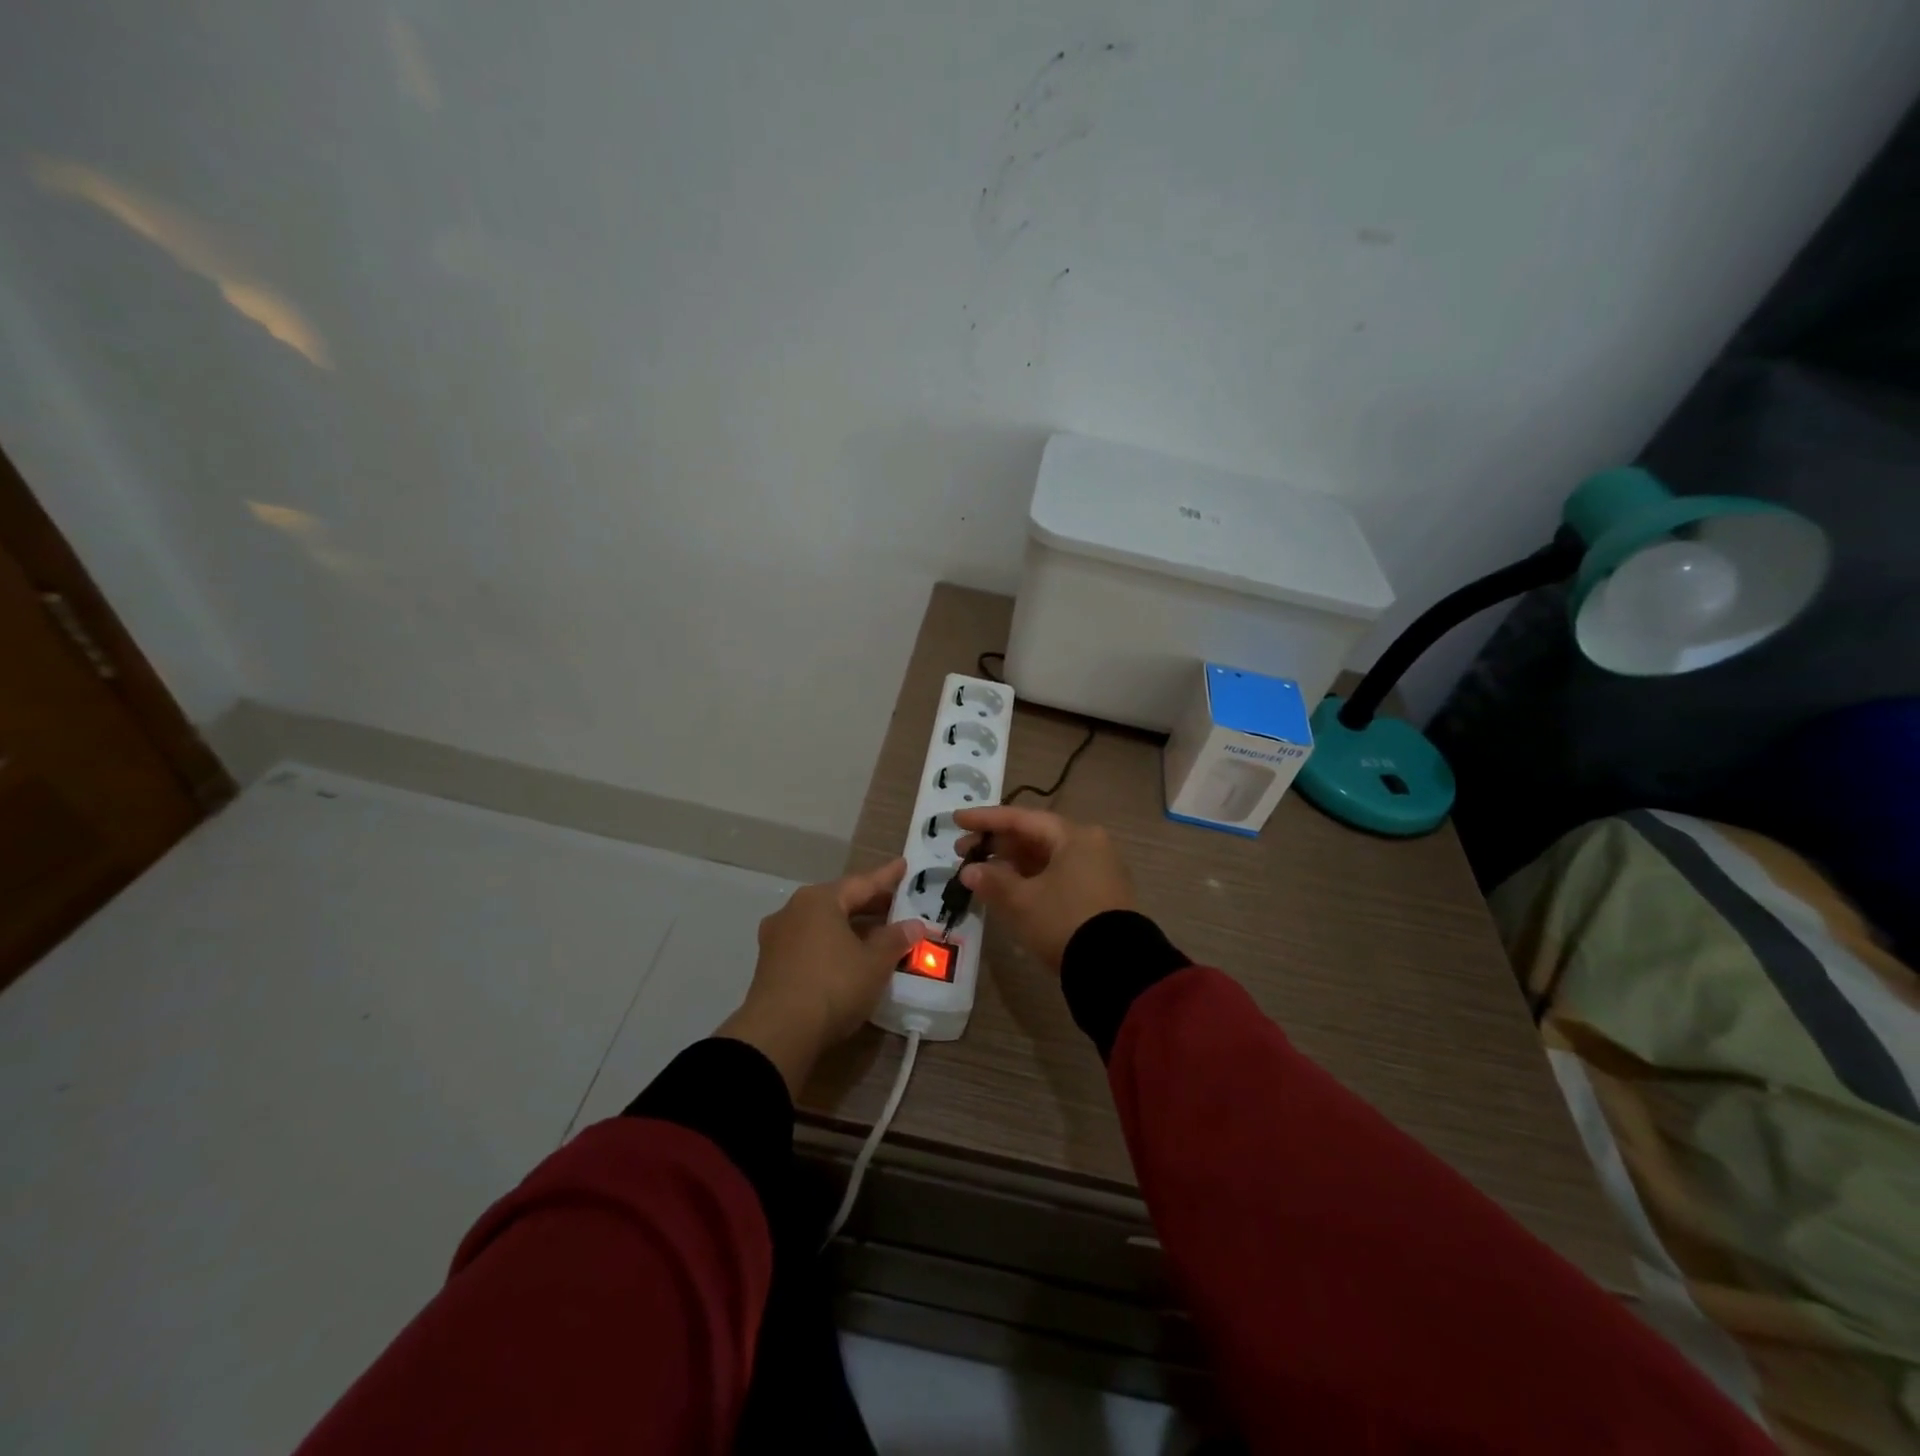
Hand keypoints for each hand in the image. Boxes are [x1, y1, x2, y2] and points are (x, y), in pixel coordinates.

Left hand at [718, 859, 929, 1095]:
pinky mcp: (771, 965)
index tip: (904, 865)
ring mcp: (778, 938)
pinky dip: (833, 945)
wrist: (778, 1034)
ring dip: (851, 927)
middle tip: (897, 905)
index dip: (887, 877)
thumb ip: (895, 939)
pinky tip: (850, 957)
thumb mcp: (875, 963)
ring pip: (823, 924)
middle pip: (839, 901)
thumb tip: (914, 925)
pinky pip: (811, 944)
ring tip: (878, 934)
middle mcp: (794, 911)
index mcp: (819, 900)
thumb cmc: (833, 985)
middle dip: (869, 904)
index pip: (862, 883)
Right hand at [952, 806, 1134, 971]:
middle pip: (1035, 836)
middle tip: (962, 851)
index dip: (986, 819)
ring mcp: (1097, 870)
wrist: (1116, 968)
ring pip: (1046, 857)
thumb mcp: (1023, 901)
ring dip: (1012, 863)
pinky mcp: (1098, 894)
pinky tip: (1007, 888)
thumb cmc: (1065, 921)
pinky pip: (1057, 874)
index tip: (957, 820)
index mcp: (1074, 836)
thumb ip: (993, 881)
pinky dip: (1030, 878)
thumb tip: (969, 871)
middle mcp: (1090, 845)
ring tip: (979, 872)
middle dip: (997, 844)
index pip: (1022, 818)